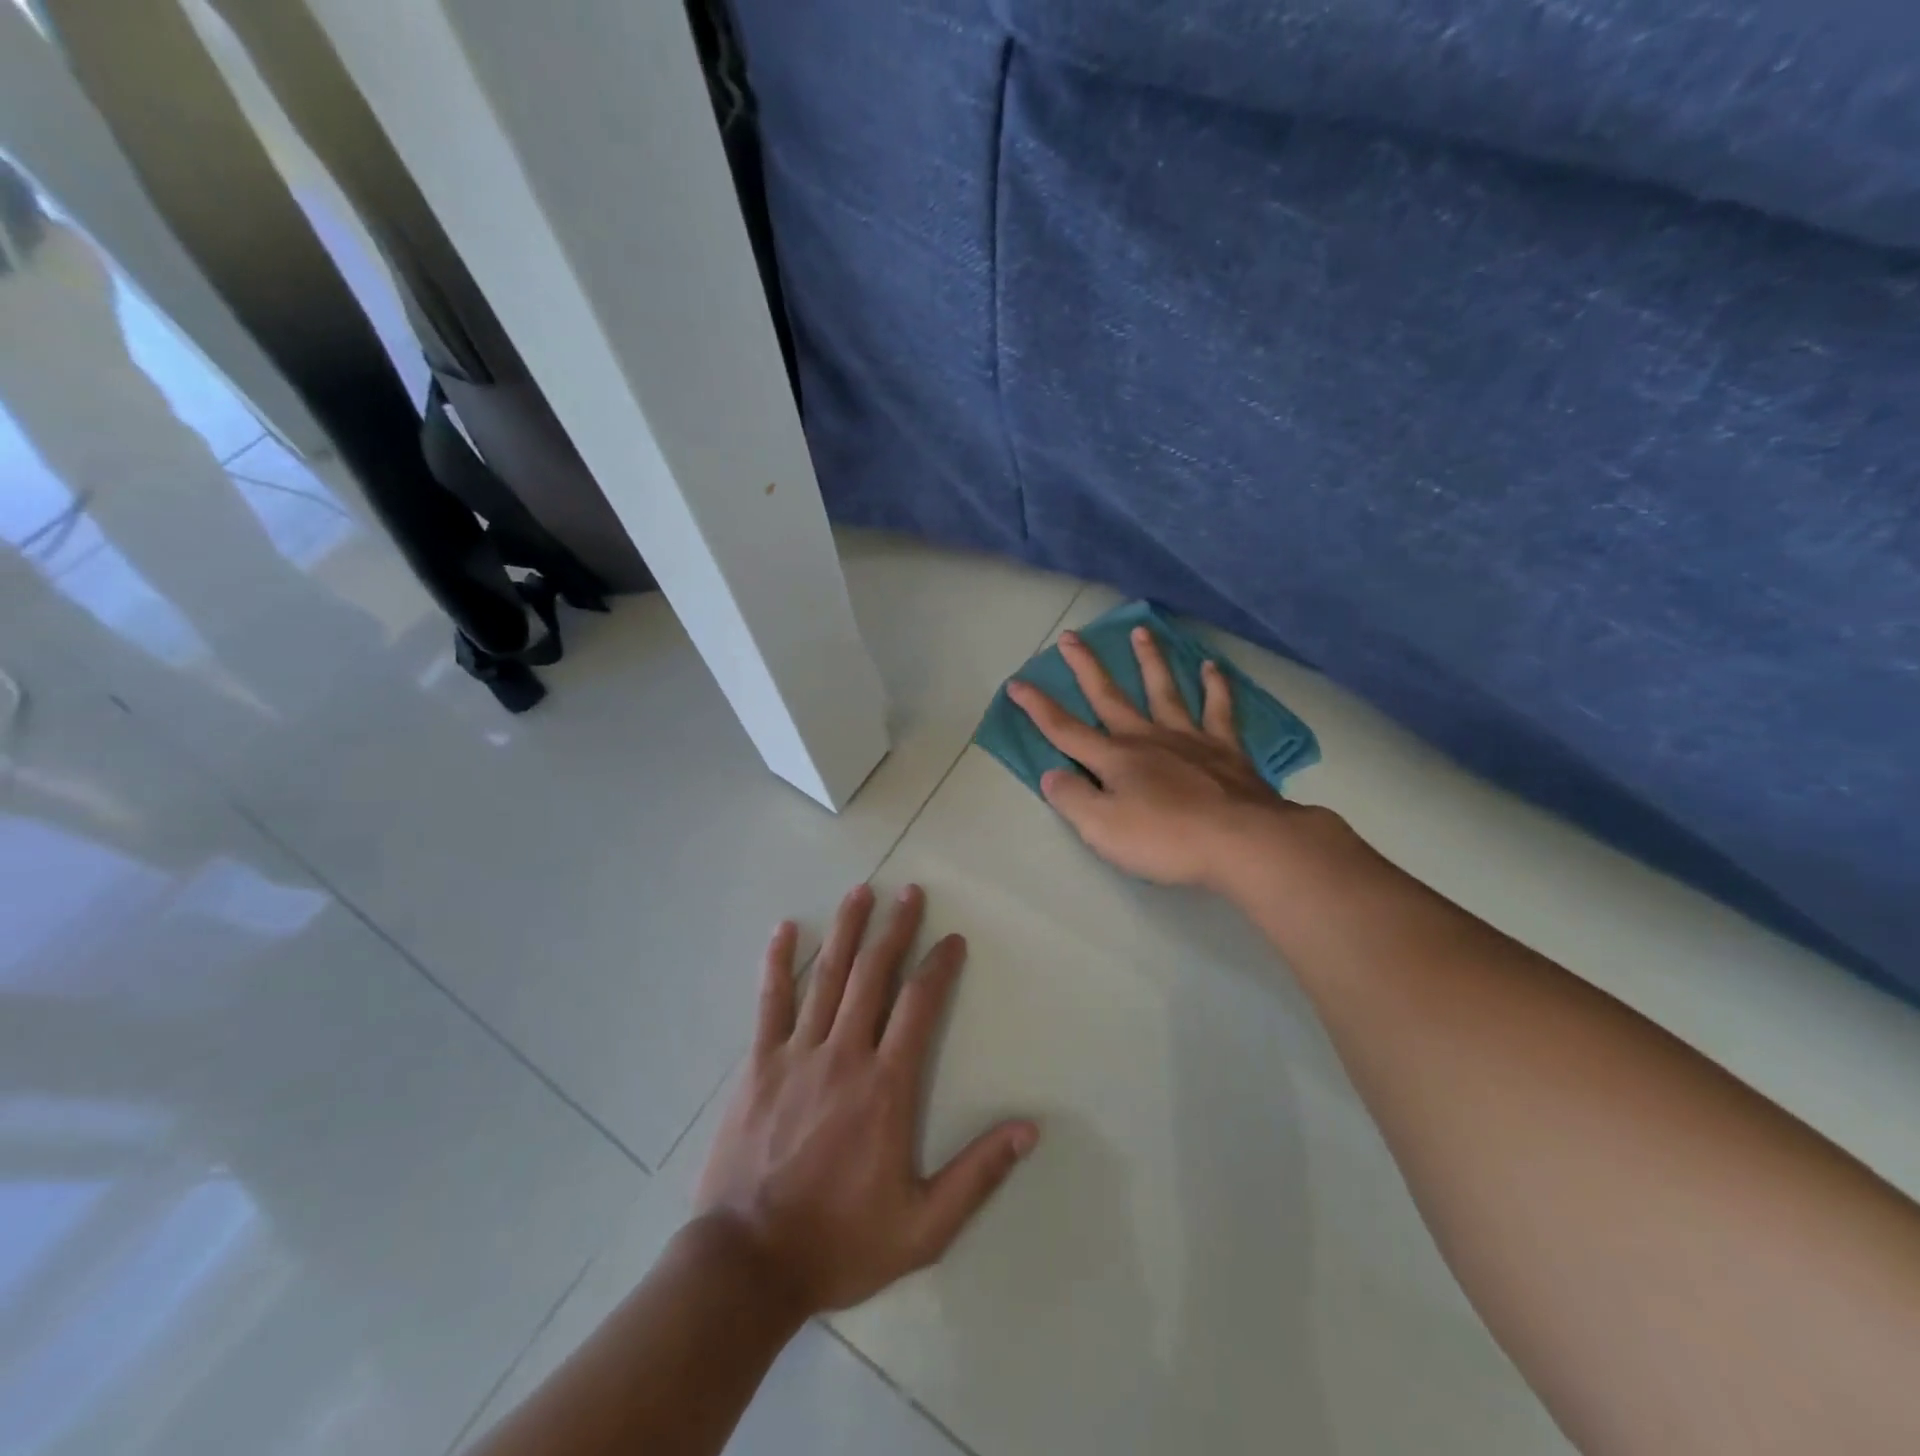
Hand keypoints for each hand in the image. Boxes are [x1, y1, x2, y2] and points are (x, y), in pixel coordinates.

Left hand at [694, 884, 1038, 1315]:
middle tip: (910, 891)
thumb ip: (977, 1174)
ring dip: (847, 930)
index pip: (919, 1006)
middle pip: (874, 975)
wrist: (748, 1265)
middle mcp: (844, 1055)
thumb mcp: (923, 1226)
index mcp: (885, 1087)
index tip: (952, 939)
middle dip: (895, 929)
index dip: (939, 967)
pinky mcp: (758, 1064)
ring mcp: (796, 1054)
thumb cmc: (840, 1243)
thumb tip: (1029, 1129)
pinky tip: (784, 929)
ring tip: (861, 892)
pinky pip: (770, 1002)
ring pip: (827, 976)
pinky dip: (778, 962)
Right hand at [1008, 625, 1299, 887]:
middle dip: (1086, 667)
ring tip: (1140, 631)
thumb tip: (1051, 774)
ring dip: (1149, 660)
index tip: (1017, 683)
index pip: (1065, 729)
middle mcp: (1146, 738)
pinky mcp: (1225, 748)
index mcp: (1114, 759)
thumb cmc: (1165, 839)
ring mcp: (1188, 738)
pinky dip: (1215, 685)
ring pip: (1163, 690)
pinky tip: (1211, 666)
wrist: (1241, 842)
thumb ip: (1072, 799)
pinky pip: (1219, 708)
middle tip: (1071, 636)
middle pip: (1109, 696)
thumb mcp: (1102, 829)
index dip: (1037, 707)